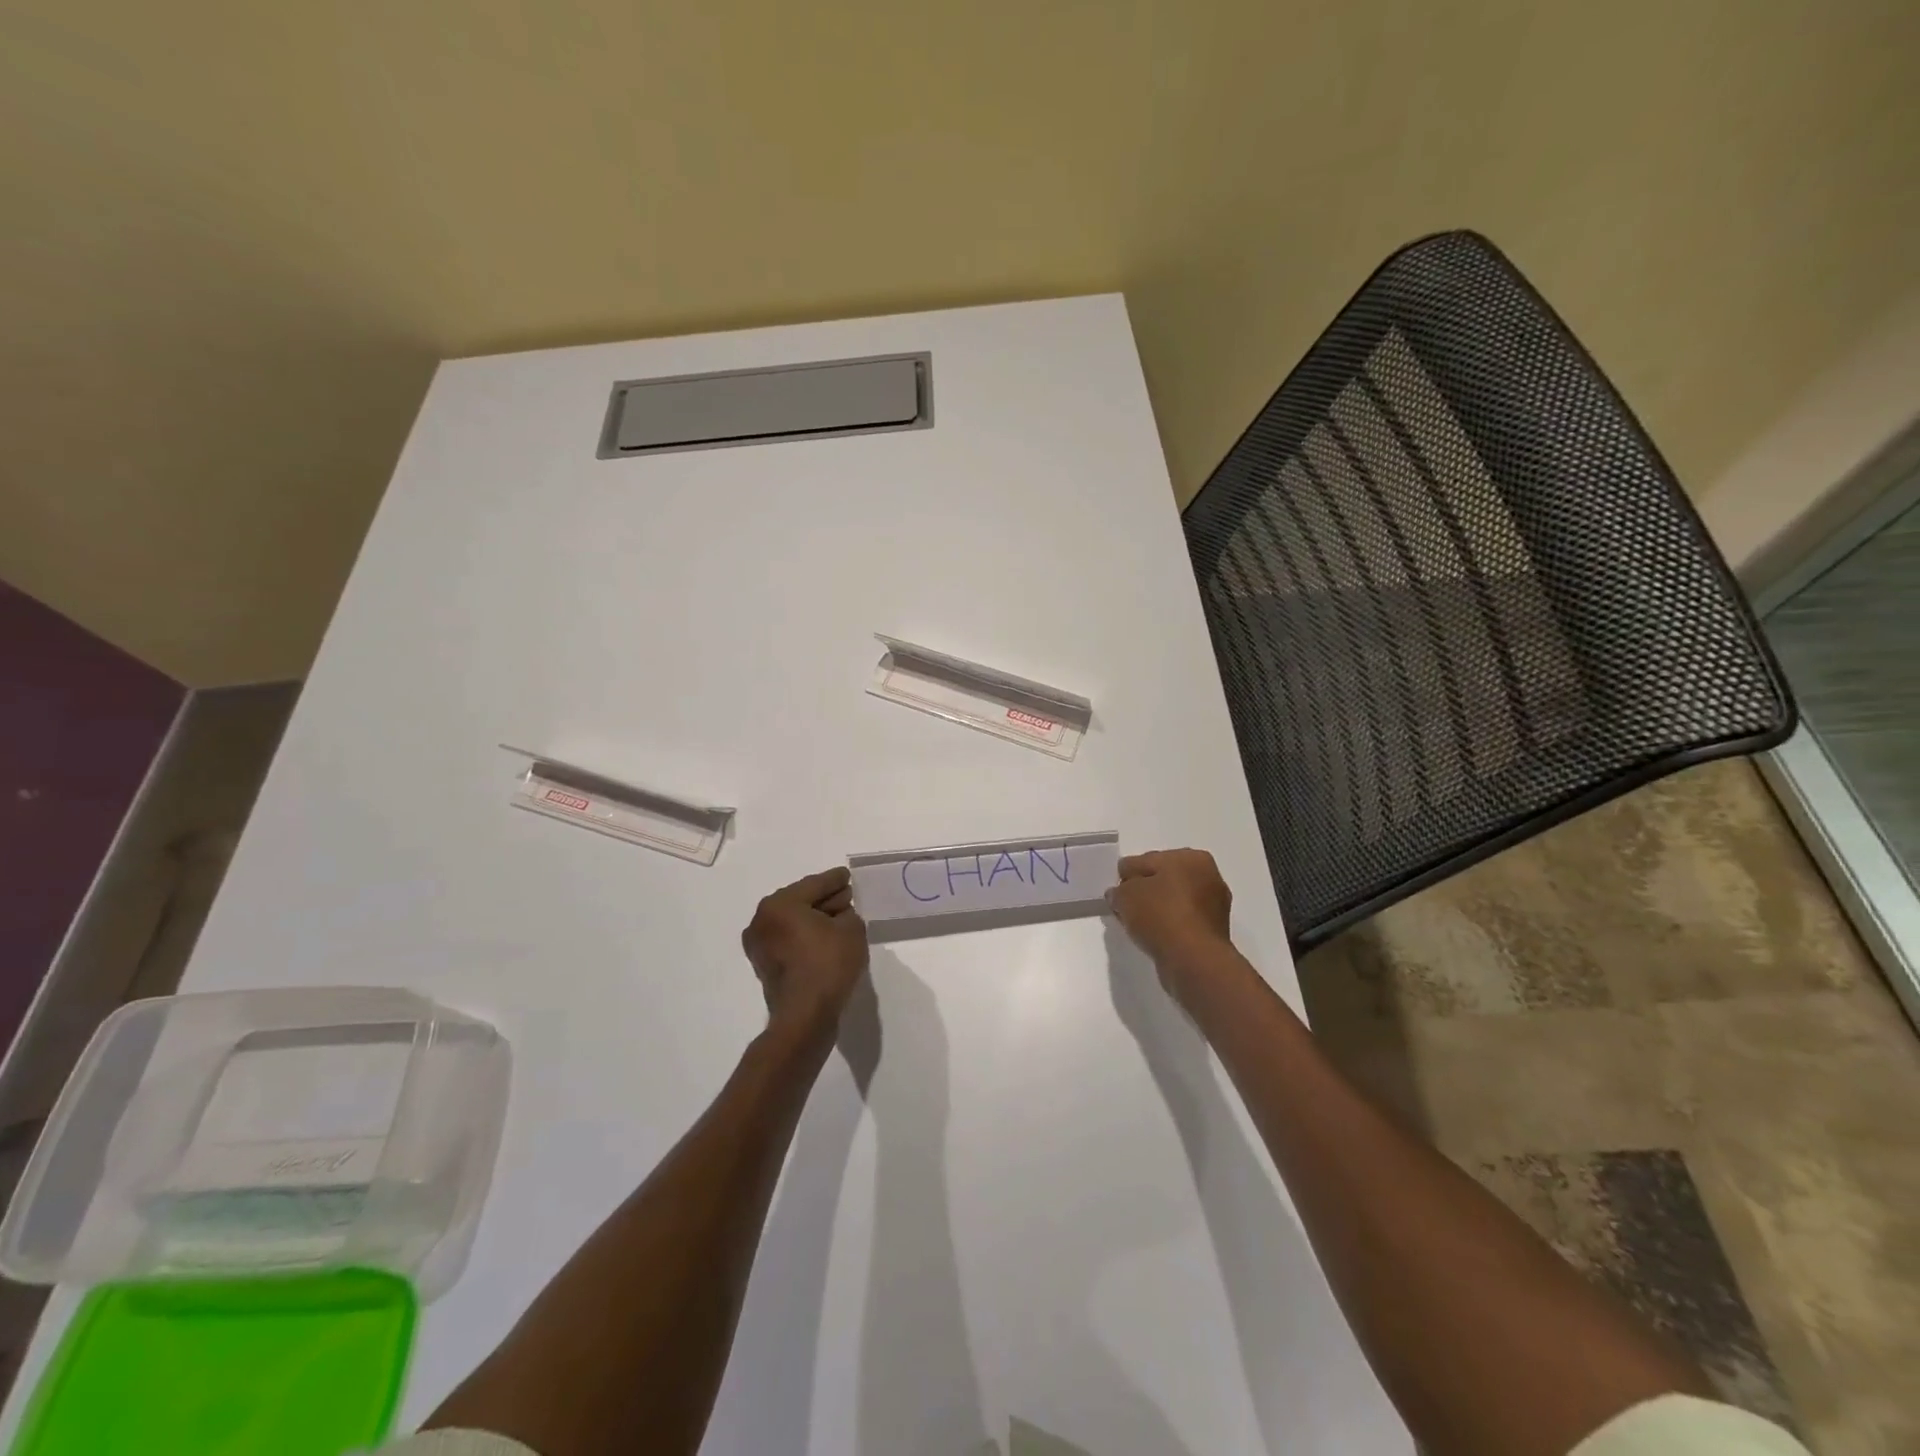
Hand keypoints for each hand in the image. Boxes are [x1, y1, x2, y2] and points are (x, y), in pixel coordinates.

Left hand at [742, 867, 869, 1037]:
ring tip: (839, 921)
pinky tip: (825, 941)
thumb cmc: (828, 965)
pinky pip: (789, 941)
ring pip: (793, 922)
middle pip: (800, 901)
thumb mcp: (851, 929)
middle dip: (824, 899)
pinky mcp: (764, 965)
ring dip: (814, 920)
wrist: (805, 1017)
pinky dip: (805, 937)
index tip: (846, 875)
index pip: (815, 884)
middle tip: (846, 898)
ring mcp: (759, 945)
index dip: (835, 880)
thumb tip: (838, 913)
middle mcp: (762, 920)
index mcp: (779, 904)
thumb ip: (847, 912)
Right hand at [1108, 848, 1234, 990]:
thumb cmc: (1161, 916)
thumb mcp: (1126, 895)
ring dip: (1157, 910)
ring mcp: (1215, 905)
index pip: (1146, 860)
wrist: (1194, 960)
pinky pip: (1182, 922)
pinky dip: (1169, 926)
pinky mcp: (1214, 931)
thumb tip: (1120, 895)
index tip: (1116, 893)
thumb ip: (1119, 890)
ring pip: (1174, 902)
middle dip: (1144, 891)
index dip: (1127, 876)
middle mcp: (1208, 875)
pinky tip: (1154, 936)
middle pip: (1163, 879)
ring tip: (1138, 925)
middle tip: (1125, 908)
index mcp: (1190, 857)